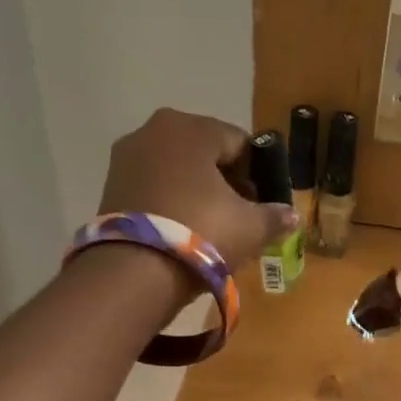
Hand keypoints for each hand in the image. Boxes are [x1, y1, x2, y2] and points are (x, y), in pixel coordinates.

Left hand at [98, 109, 296, 269]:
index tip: (264, 201)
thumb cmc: (202, 233)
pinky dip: (171, 201)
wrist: (134, 272)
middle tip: (241, 215)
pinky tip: (184, 230)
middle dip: (226, 181)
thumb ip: (275, 216)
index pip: (239, 143)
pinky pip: (153, 186)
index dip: (258, 172)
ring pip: (177, 170)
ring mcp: (126, 157)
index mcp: (191, 128)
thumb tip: (291, 216)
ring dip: (197, 191)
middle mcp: (154, 130)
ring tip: (213, 226)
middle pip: (205, 153)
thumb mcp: (251, 227)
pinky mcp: (110, 186)